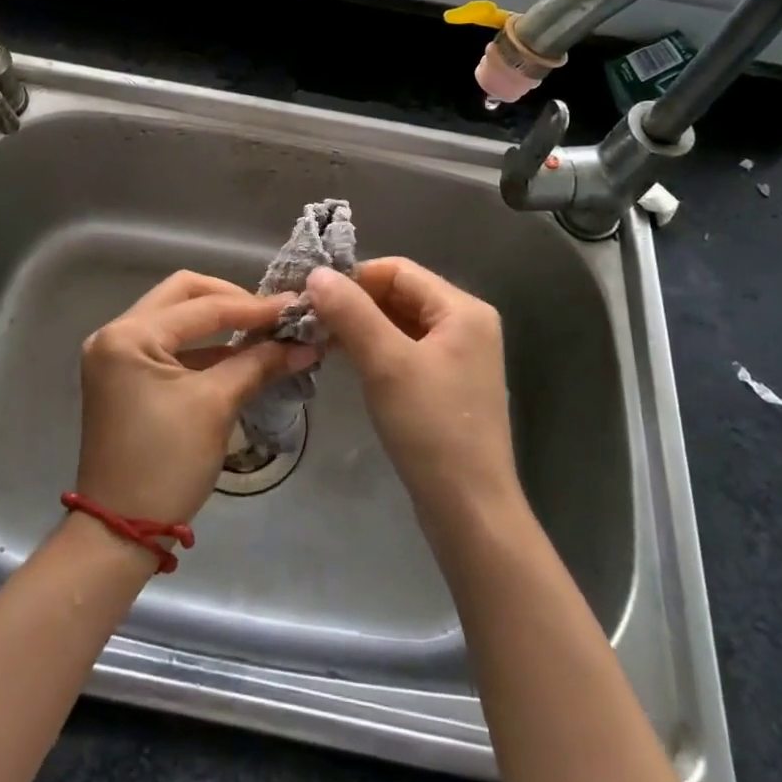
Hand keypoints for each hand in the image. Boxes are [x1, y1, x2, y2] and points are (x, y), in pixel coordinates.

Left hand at [75, 272, 311, 528]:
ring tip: (264, 331)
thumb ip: (258, 364)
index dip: (252, 307)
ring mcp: (117, 354)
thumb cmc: (165, 464)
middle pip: (183, 295)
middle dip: (230, 301)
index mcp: (128, 335)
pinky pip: (170, 344)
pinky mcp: (125, 375)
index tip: (294, 307)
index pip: (201, 307)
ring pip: (176, 317)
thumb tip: (305, 345)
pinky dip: (204, 347)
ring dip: (219, 322)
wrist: (119, 532)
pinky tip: (239, 354)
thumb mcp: (215, 407)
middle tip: (271, 314)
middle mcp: (115, 333)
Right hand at [306, 259, 522, 531]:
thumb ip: (350, 312)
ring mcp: (459, 356)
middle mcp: (466, 324)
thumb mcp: (385, 363)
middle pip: (400, 294)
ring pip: (400, 322)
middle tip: (311, 319)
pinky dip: (376, 348)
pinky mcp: (448, 383)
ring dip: (361, 326)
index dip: (354, 278)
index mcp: (463, 309)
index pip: (398, 270)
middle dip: (355, 302)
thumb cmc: (431, 428)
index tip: (313, 296)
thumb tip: (316, 273)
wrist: (469, 511)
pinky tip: (348, 360)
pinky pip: (406, 349)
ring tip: (321, 338)